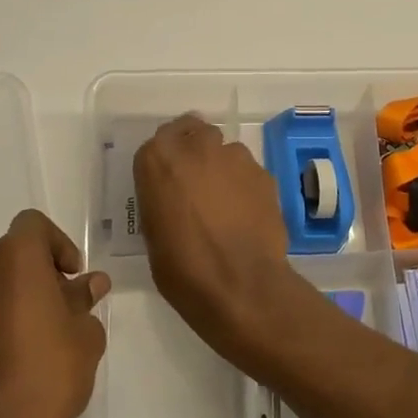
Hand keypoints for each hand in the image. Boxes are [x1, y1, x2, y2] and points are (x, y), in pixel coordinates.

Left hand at [0, 209, 109, 417]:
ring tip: (16, 342)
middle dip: (28, 276)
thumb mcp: (85, 337)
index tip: (70, 277)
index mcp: (14, 258)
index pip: (33, 225)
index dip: (56, 245)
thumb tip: (89, 284)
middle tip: (50, 312)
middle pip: (4, 257)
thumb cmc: (48, 376)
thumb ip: (84, 301)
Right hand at [133, 114, 293, 356]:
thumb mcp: (153, 233)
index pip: (160, 139)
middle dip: (196, 151)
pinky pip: (250, 172)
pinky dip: (246, 186)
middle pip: (196, 133)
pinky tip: (247, 215)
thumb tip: (174, 199)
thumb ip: (162, 200)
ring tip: (226, 204)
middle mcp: (196, 147)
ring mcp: (235, 158)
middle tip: (196, 183)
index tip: (169, 178)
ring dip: (223, 169)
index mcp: (158, 159)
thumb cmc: (182, 268)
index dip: (167, 158)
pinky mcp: (264, 174)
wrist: (239, 285)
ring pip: (227, 151)